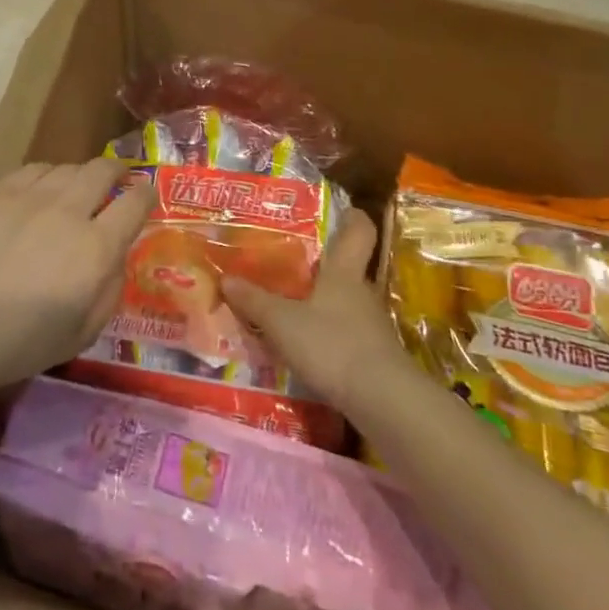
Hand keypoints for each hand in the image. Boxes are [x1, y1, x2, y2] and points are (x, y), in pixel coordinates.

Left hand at [0, 159, 155, 397]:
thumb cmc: (21, 344)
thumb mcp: (84, 332)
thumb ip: (111, 289)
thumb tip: (117, 255)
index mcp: (95, 248)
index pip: (135, 202)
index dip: (147, 195)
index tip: (147, 196)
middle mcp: (67, 211)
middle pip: (102, 170)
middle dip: (117, 172)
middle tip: (116, 182)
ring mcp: (27, 197)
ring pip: (66, 167)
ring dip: (79, 176)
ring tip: (73, 191)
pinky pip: (32, 170)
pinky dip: (45, 177)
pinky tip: (38, 193)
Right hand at [222, 209, 407, 411]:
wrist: (382, 399)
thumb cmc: (331, 344)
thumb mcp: (282, 322)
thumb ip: (255, 301)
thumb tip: (226, 278)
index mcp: (343, 272)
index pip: (359, 231)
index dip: (352, 217)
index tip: (343, 210)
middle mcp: (362, 291)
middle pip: (350, 268)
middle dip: (327, 265)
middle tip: (295, 264)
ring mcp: (372, 325)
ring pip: (348, 302)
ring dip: (326, 302)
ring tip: (295, 307)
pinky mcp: (375, 355)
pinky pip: (349, 332)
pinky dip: (331, 334)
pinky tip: (309, 346)